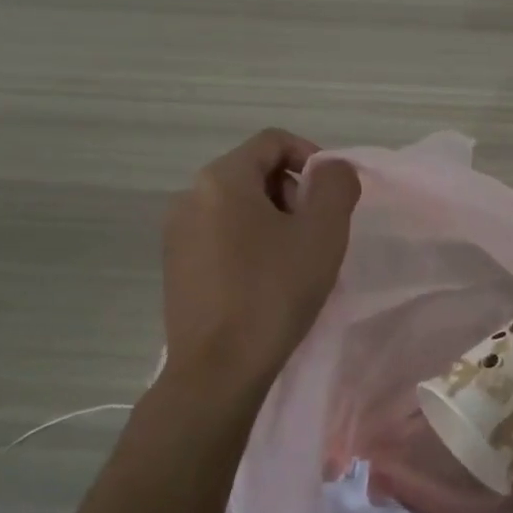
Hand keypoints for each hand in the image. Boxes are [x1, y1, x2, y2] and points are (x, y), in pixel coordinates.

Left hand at [162, 130, 361, 389]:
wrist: (218, 370)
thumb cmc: (274, 292)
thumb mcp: (323, 232)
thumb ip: (336, 185)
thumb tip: (332, 170)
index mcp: (222, 179)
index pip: (273, 141)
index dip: (312, 156)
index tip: (333, 194)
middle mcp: (190, 196)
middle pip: (255, 172)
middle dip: (294, 192)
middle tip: (317, 232)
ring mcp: (177, 233)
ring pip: (238, 206)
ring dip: (274, 220)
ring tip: (296, 260)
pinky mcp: (176, 266)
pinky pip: (221, 235)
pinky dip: (251, 242)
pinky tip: (267, 281)